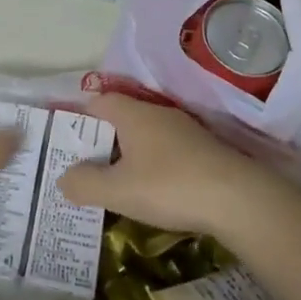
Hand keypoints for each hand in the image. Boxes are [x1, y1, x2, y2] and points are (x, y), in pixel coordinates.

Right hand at [56, 94, 272, 235]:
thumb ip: (85, 184)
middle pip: (123, 117)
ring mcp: (185, 130)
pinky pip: (167, 150)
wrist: (237, 198)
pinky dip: (154, 164)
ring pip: (146, 135)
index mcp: (133, 114)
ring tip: (116, 181)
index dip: (80, 117)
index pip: (99, 101)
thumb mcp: (118, 191)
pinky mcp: (204, 149)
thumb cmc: (169, 186)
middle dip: (104, 138)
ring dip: (130, 153)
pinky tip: (153, 189)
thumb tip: (63, 178)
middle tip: (86, 165)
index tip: (67, 139)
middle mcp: (158, 113)